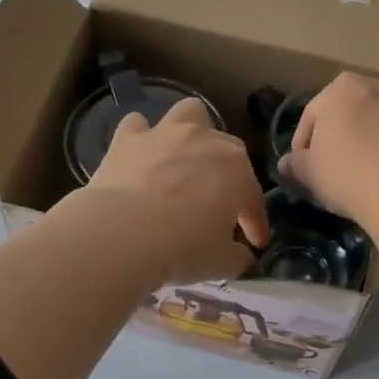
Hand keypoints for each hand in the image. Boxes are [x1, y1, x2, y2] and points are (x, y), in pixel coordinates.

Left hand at [72, 98, 269, 285]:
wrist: (123, 234)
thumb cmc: (184, 248)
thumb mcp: (222, 263)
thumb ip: (238, 258)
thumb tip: (242, 257)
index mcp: (237, 169)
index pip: (252, 198)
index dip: (255, 222)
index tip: (255, 243)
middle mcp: (205, 141)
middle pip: (226, 151)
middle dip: (226, 175)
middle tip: (217, 206)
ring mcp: (165, 134)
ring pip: (188, 115)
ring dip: (190, 133)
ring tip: (184, 160)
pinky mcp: (127, 139)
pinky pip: (137, 126)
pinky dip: (141, 138)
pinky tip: (139, 158)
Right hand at [279, 64, 378, 224]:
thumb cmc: (348, 176)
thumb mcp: (310, 174)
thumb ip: (296, 164)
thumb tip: (287, 163)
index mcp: (340, 90)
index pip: (314, 113)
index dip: (306, 140)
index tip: (305, 165)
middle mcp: (378, 82)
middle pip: (357, 97)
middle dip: (350, 117)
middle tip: (346, 150)